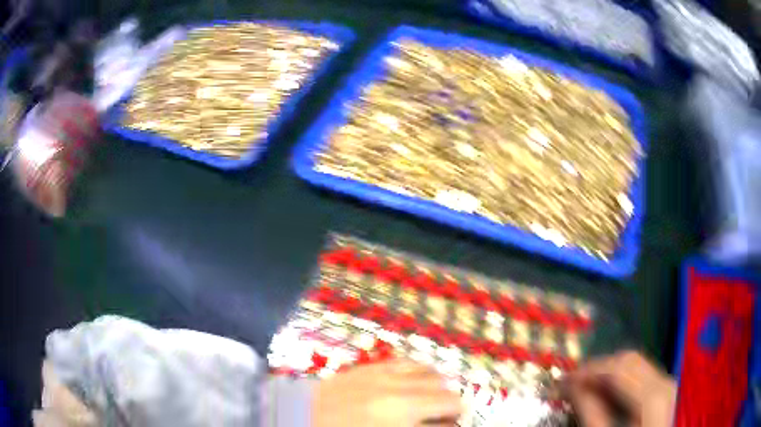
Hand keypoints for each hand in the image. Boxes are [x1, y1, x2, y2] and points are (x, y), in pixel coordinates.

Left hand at [312, 359, 461, 426]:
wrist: (298, 418)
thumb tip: (440, 425)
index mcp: (400, 420)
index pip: (445, 421)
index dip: (452, 425)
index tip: (451, 426)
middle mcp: (399, 397)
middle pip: (447, 397)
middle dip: (452, 408)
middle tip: (445, 417)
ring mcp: (385, 378)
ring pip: (432, 374)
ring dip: (440, 388)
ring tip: (437, 398)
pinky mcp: (371, 367)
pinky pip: (408, 362)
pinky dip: (421, 371)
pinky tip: (421, 378)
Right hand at [562, 351, 676, 426]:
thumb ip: (589, 411)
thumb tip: (571, 384)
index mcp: (652, 397)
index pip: (618, 370)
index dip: (588, 372)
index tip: (562, 381)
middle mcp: (664, 382)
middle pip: (629, 361)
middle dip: (598, 368)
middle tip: (571, 383)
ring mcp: (666, 383)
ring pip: (634, 363)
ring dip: (608, 372)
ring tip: (585, 386)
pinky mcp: (663, 388)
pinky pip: (640, 373)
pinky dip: (620, 378)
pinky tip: (605, 390)